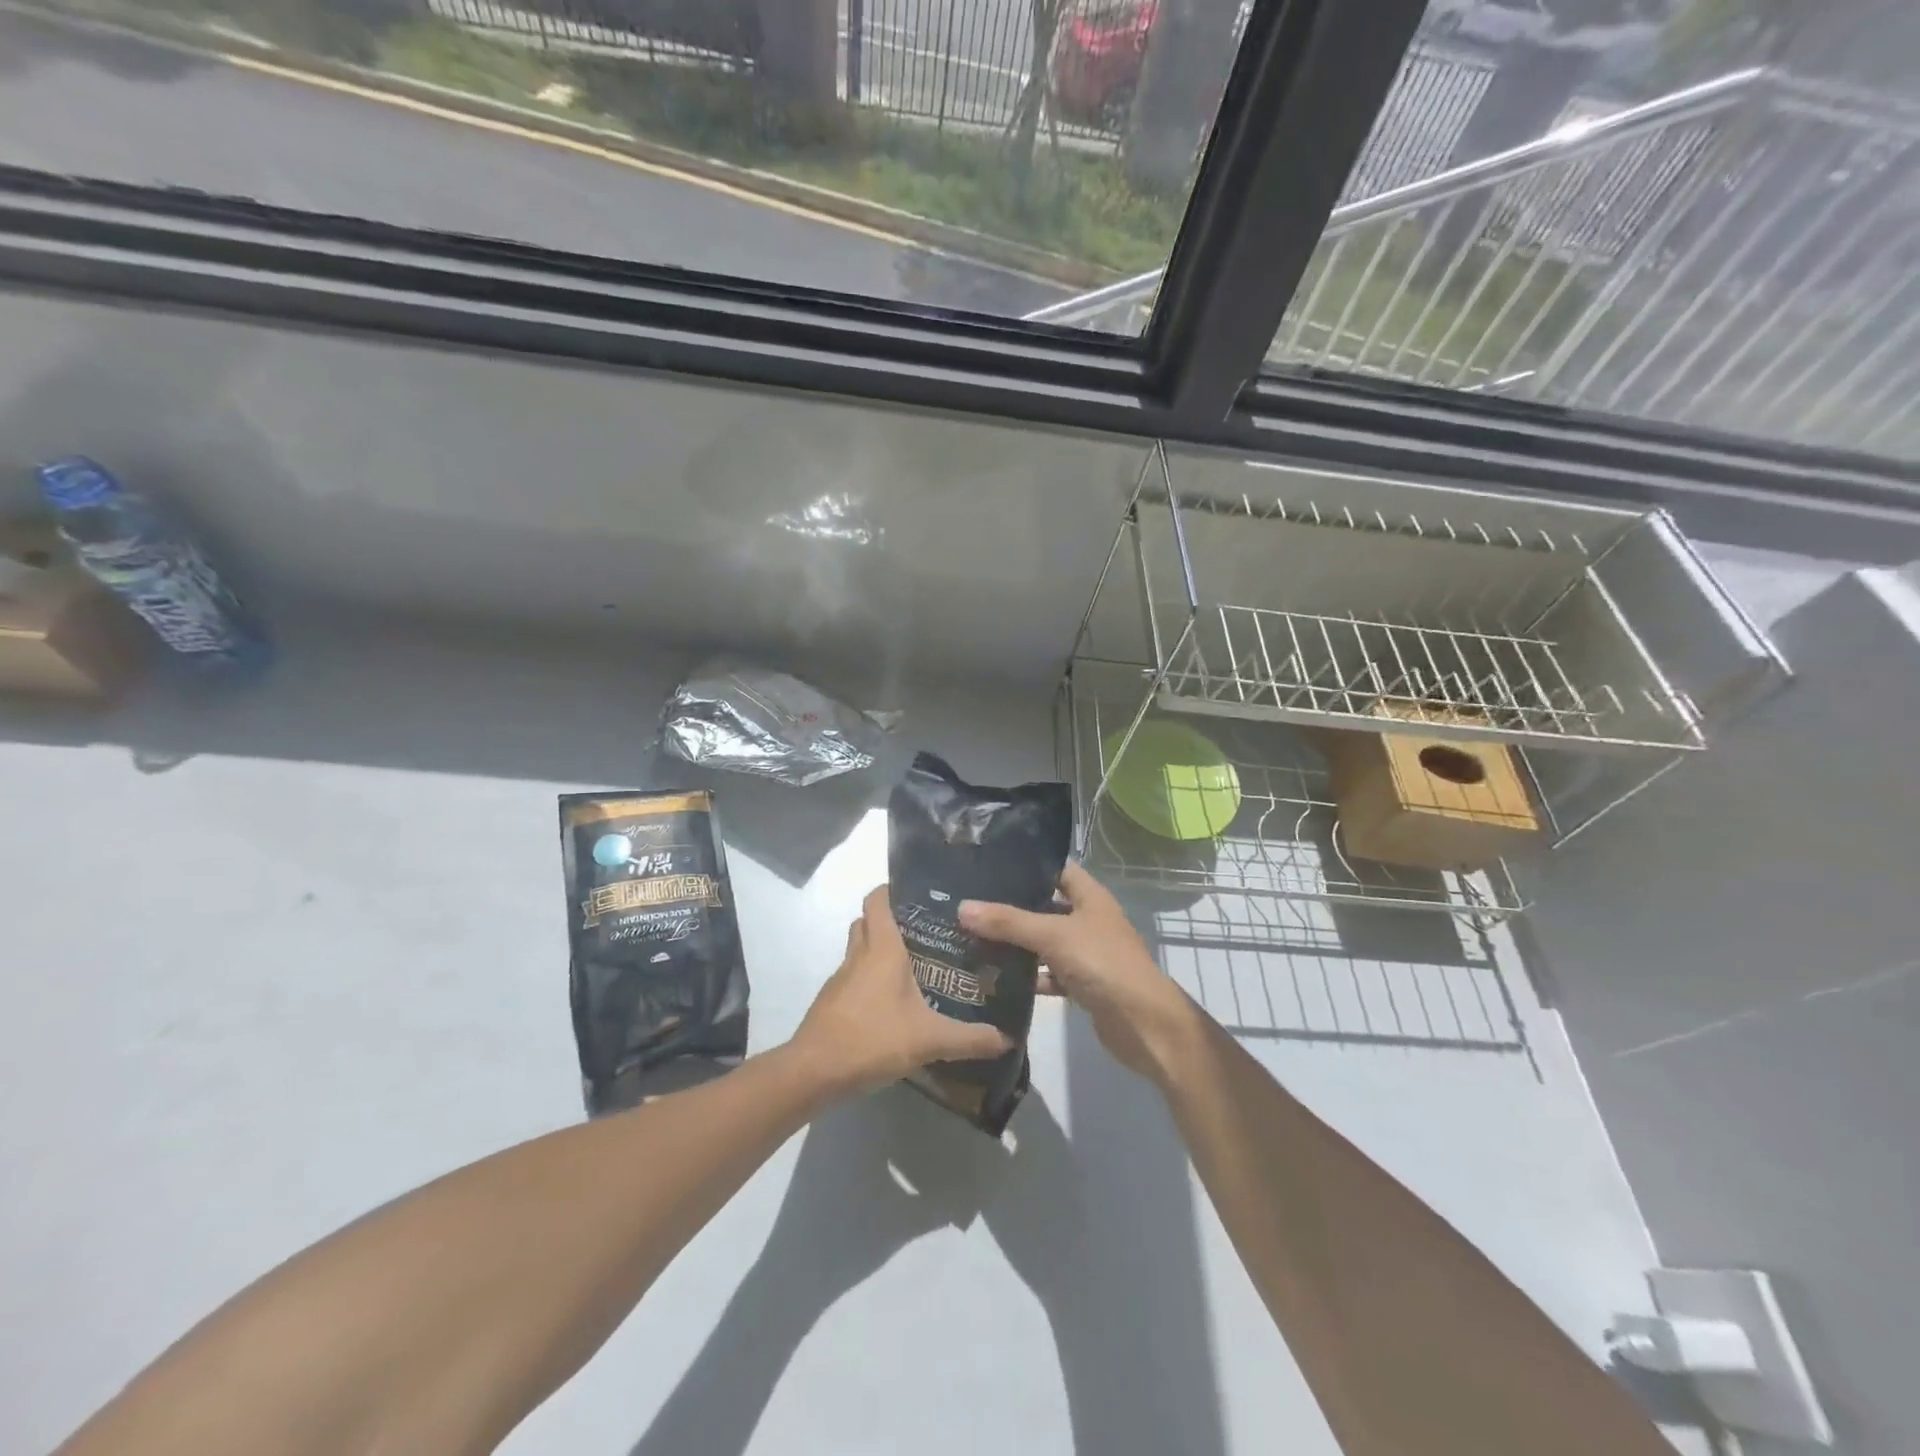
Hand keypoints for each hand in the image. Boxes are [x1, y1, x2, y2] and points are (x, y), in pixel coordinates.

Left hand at [792, 885, 1013, 1096]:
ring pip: (859, 949)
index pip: (878, 900)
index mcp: (882, 949)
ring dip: (878, 950)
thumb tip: (1007, 1039)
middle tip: (924, 931)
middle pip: (867, 921)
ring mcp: (841, 979)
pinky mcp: (832, 1002)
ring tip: (913, 965)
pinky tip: (891, 1002)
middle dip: (890, 920)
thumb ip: (969, 1039)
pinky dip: (868, 979)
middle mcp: (859, 955)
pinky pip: (853, 977)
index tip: (919, 894)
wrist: (813, 1072)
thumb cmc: (872, 1039)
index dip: (892, 890)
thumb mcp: (929, 1041)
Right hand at [959, 863, 1201, 1086]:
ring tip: (972, 938)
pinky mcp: (1082, 984)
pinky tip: (996, 979)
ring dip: (1016, 943)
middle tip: (970, 905)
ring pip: (1044, 942)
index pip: (1055, 869)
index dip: (1026, 866)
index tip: (987, 866)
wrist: (1144, 1024)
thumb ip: (1008, 922)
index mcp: (1090, 896)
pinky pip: (1048, 973)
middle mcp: (1089, 919)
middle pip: (1045, 906)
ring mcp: (1086, 953)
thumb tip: (962, 908)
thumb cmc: (1103, 964)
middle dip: (1011, 908)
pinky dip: (1027, 976)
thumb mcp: (1052, 936)